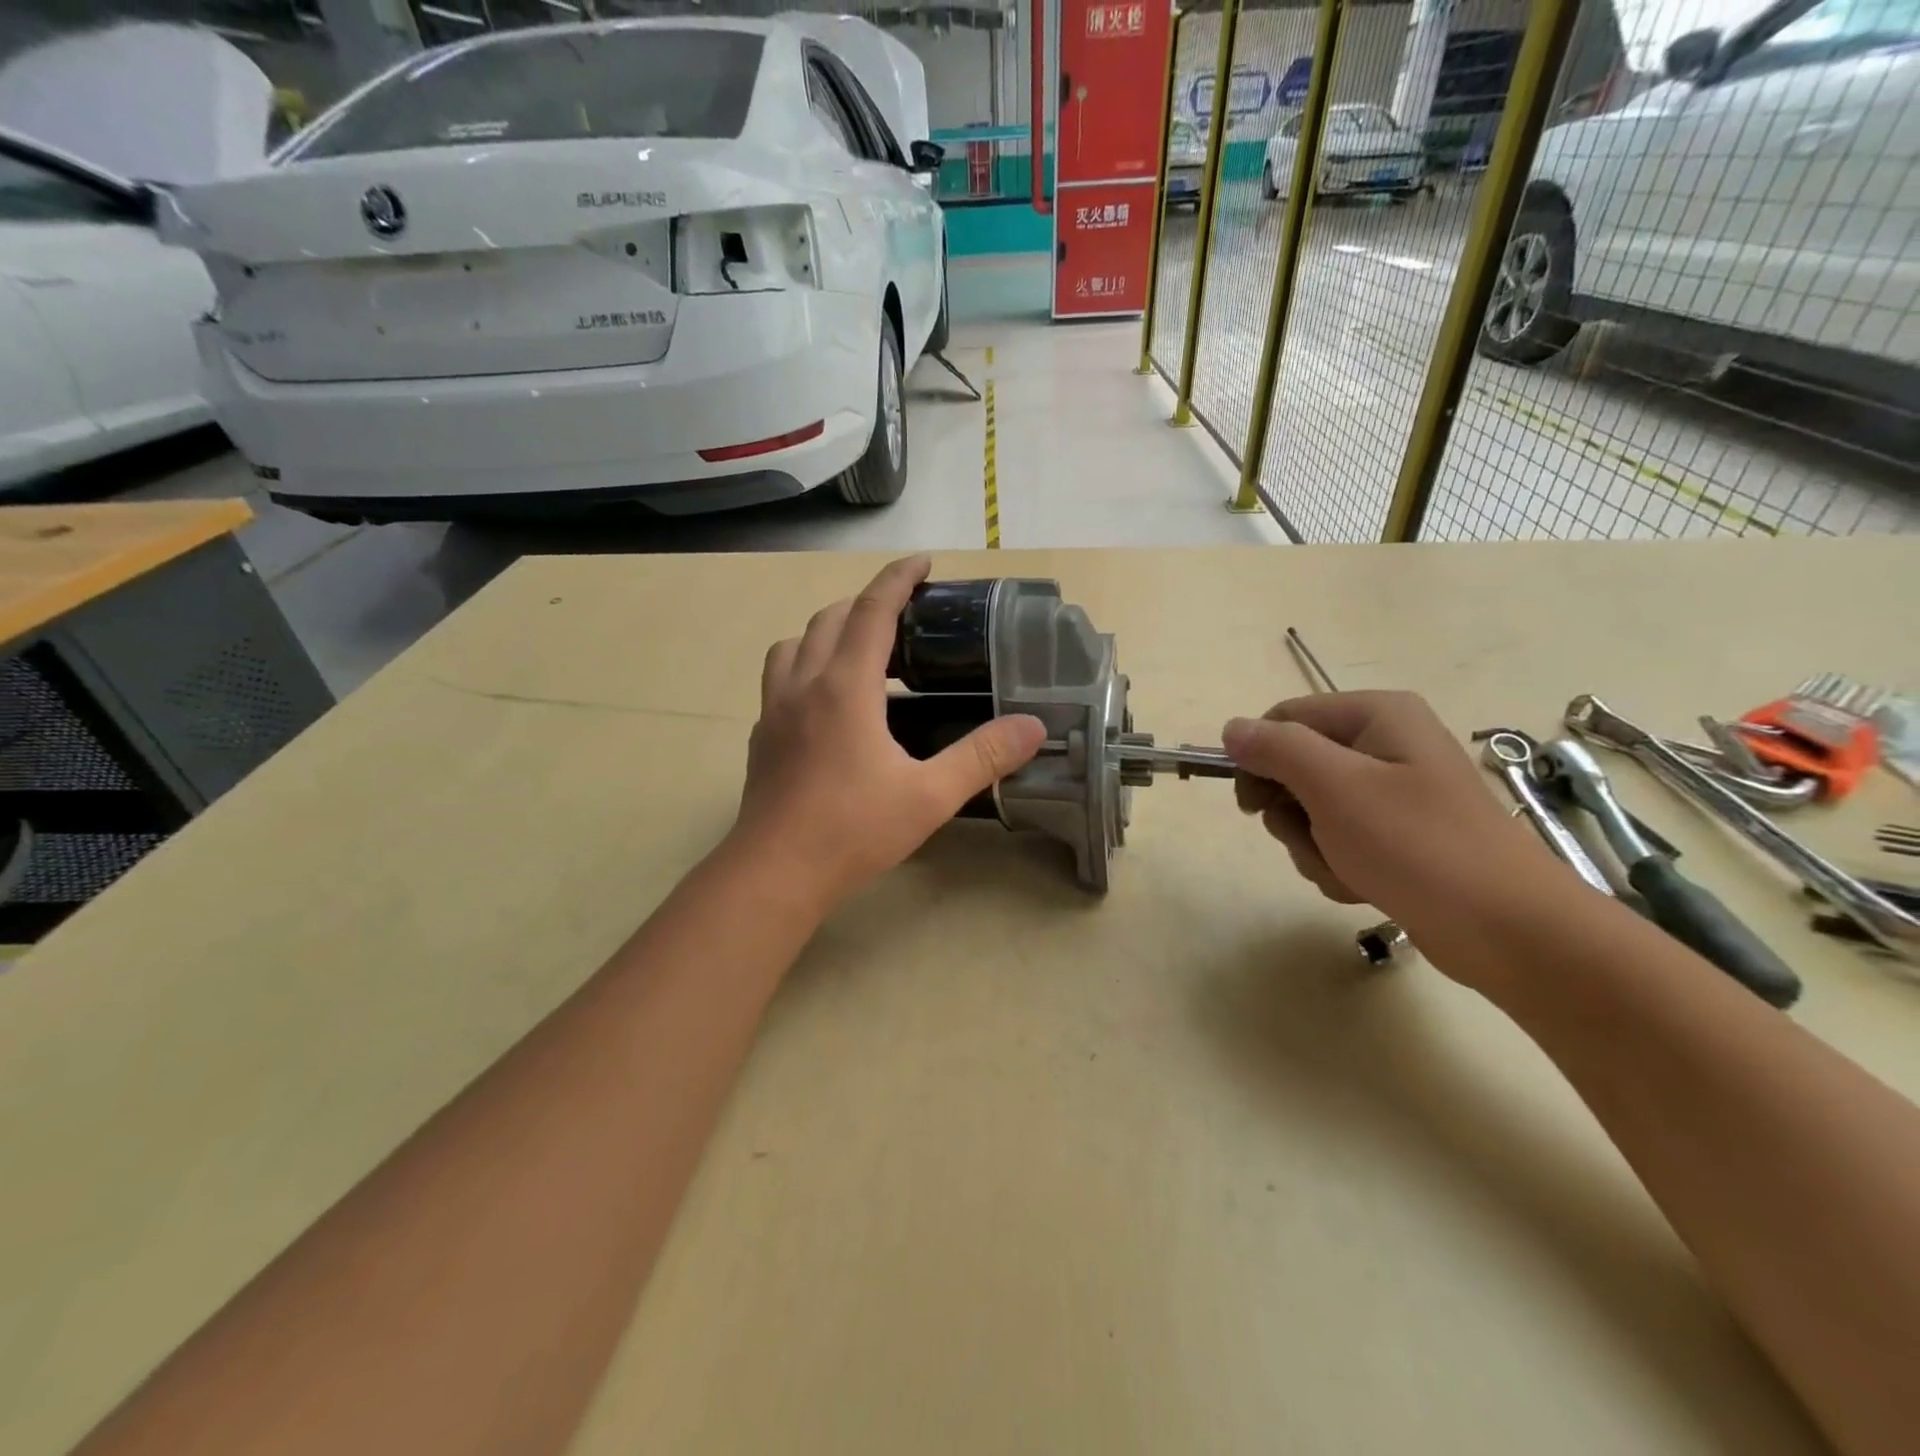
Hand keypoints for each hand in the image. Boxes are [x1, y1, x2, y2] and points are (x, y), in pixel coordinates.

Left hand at [728, 556, 1045, 914]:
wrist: (775, 874)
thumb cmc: (853, 831)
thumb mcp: (929, 796)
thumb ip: (982, 756)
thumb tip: (1034, 727)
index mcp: (845, 688)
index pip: (871, 611)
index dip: (897, 579)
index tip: (923, 562)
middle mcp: (804, 686)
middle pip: (829, 618)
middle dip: (865, 602)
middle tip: (903, 615)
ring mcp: (775, 711)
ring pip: (794, 644)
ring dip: (827, 631)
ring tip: (860, 651)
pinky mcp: (762, 737)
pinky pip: (781, 679)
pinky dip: (806, 667)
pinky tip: (828, 703)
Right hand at [1222, 691, 1562, 943]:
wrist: (1507, 931)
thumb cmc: (1416, 845)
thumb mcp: (1335, 787)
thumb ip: (1276, 749)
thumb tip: (1231, 728)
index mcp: (1376, 715)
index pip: (1283, 720)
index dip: (1258, 759)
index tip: (1252, 806)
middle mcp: (1384, 744)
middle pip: (1294, 767)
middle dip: (1292, 814)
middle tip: (1312, 839)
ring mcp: (1392, 793)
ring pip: (1310, 811)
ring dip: (1313, 847)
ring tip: (1347, 869)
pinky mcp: (1397, 835)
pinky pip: (1337, 840)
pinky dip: (1337, 865)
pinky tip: (1363, 885)